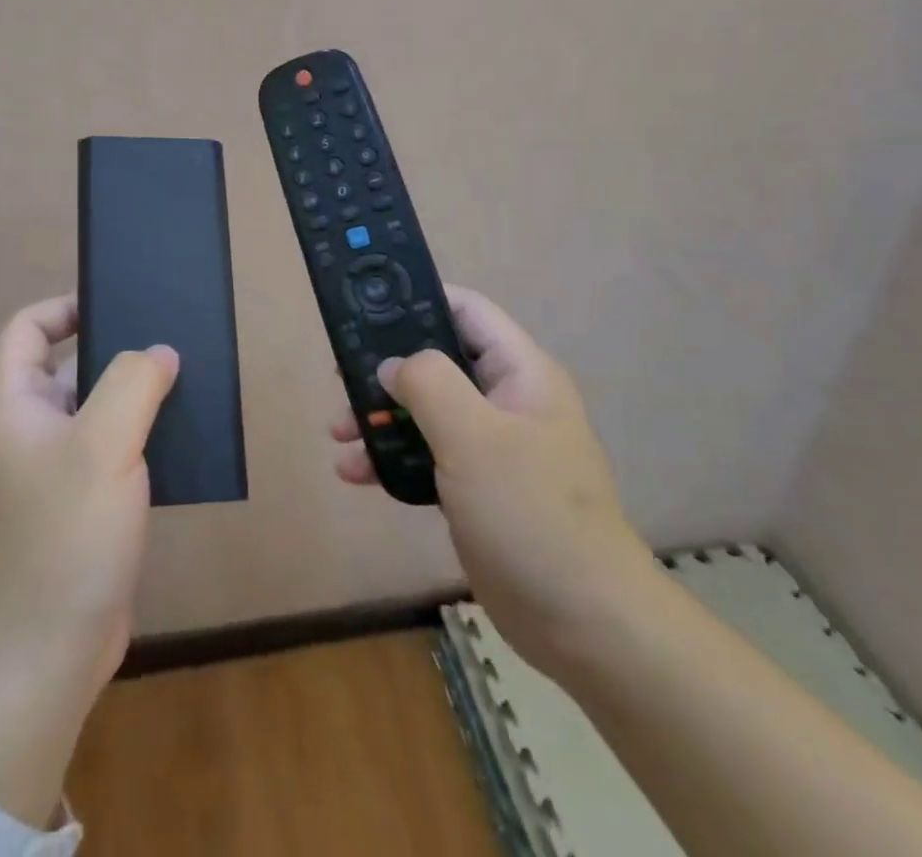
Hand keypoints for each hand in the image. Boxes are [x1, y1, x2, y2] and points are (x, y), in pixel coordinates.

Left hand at [0, 294, 177, 693]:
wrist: (47, 654)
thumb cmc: (65, 535)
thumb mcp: (103, 445)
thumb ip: (133, 383)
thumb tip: (159, 352)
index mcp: (16, 405)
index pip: (27, 330)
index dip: (64, 307)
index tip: (116, 304)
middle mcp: (31, 431)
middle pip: (69, 367)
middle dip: (116, 351)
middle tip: (170, 340)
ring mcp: (56, 472)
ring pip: (98, 411)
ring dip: (137, 397)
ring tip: (188, 381)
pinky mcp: (84, 507)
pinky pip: (114, 453)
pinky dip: (144, 439)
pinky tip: (184, 438)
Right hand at [329, 284, 654, 675]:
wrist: (582, 623)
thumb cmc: (529, 511)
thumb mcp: (473, 435)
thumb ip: (428, 382)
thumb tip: (392, 365)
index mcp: (519, 373)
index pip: (467, 311)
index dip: (419, 299)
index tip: (366, 306)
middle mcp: (506, 400)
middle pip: (436, 361)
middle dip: (386, 369)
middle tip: (340, 378)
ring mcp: (492, 446)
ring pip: (425, 410)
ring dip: (380, 417)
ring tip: (339, 433)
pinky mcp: (477, 488)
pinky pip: (426, 455)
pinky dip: (391, 457)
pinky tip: (356, 474)